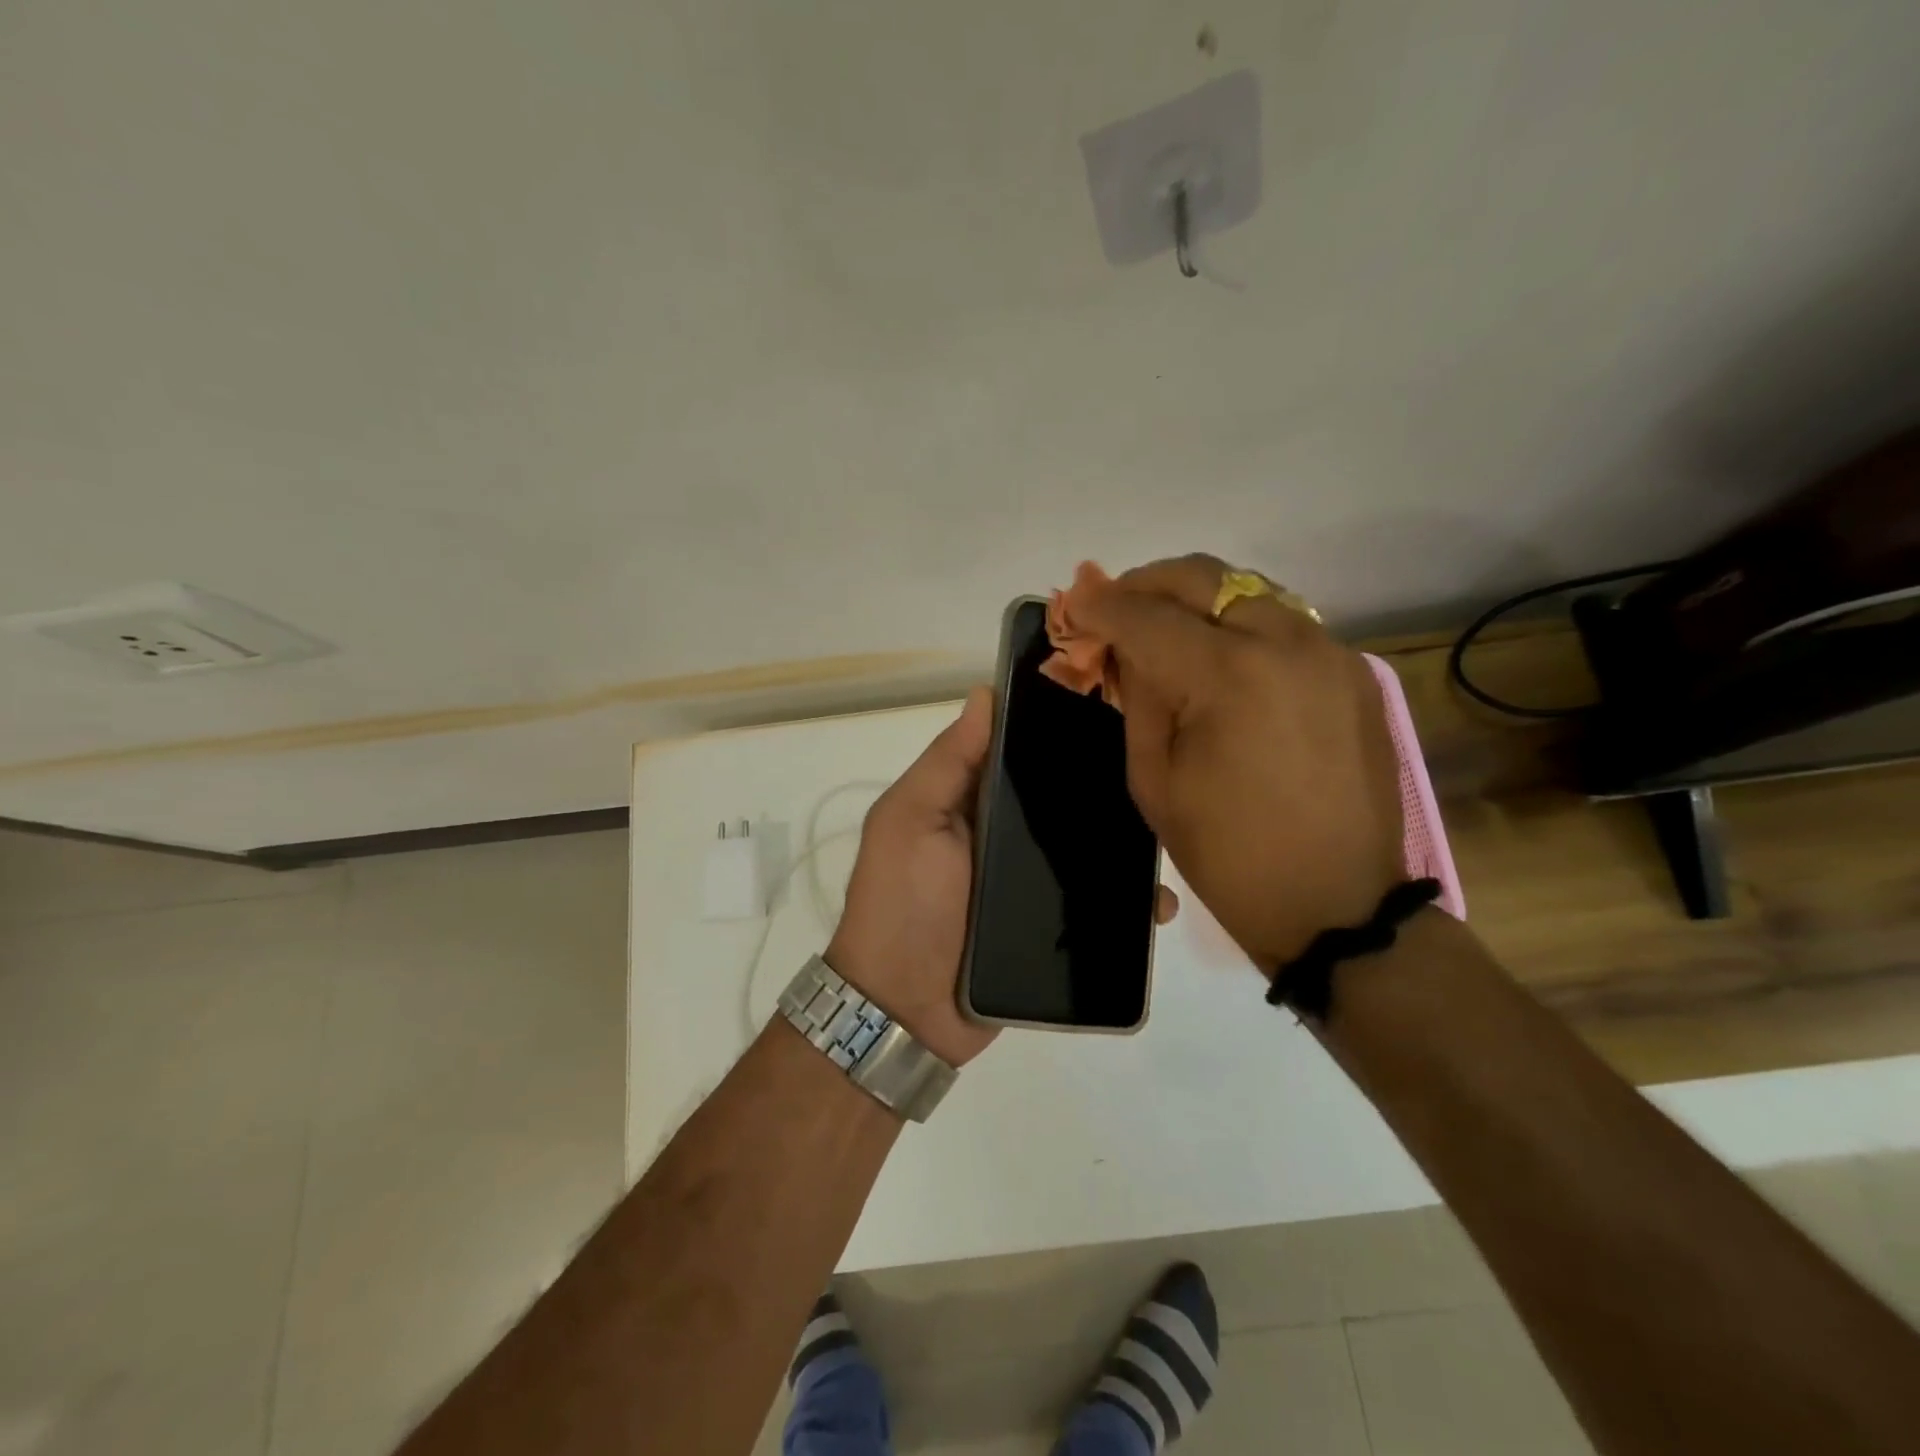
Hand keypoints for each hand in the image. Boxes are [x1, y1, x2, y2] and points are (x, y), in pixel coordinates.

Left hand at [828, 688, 1182, 1067]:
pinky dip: (1126, 902)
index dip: (1054, 726)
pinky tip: (1157, 901)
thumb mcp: (908, 822)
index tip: (1109, 701)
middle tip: (1158, 769)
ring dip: (1123, 844)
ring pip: (1087, 851)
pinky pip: (1098, 906)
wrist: (905, 1012)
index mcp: (970, 802)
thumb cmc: (901, 903)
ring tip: (1168, 833)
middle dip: (1102, 786)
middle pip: (1061, 801)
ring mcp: (1032, 884)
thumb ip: (946, 763)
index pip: (1019, 752)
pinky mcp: (1054, 927)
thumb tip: (985, 694)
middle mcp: (1005, 836)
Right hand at [1072, 554, 1404, 973]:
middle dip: (1149, 583)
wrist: (1337, 905)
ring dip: (1197, 600)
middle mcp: (1287, 642)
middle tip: (1117, 605)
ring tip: (1163, 628)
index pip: (1147, 617)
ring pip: (1249, 591)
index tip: (1074, 604)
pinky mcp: (1353, 672)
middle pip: (1204, 577)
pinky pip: (1285, 624)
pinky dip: (1240, 625)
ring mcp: (1330, 652)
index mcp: (1229, 675)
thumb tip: (1126, 649)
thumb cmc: (1227, 853)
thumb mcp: (1155, 779)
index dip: (1102, 606)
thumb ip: (1138, 698)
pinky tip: (1219, 658)